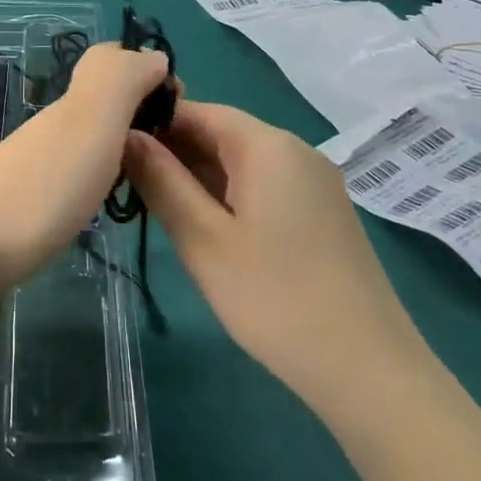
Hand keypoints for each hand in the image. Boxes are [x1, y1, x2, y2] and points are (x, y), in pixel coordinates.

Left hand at [0, 44, 171, 300]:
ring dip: (121, 146)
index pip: (112, 62)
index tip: (180, 113)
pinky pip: (73, 171)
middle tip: (172, 152)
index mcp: (74, 103)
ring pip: (88, 136)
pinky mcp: (28, 200)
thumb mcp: (91, 121)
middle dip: (140, 113)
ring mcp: (37, 162)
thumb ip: (121, 81)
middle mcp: (54, 125)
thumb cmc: (42, 185)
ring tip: (150, 179)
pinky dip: (98, 176)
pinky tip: (107, 203)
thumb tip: (152, 55)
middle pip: (102, 100)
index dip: (149, 73)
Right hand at [125, 102, 428, 404]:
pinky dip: (228, 195)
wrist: (368, 369)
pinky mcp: (322, 212)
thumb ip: (161, 181)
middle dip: (173, 152)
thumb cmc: (274, 299)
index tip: (112, 148)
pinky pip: (264, 185)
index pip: (199, 111)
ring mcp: (314, 182)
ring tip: (153, 203)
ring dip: (198, 176)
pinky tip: (204, 224)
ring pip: (242, 162)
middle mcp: (296, 151)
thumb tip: (126, 136)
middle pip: (222, 133)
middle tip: (126, 182)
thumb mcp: (203, 240)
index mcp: (268, 145)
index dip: (153, 123)